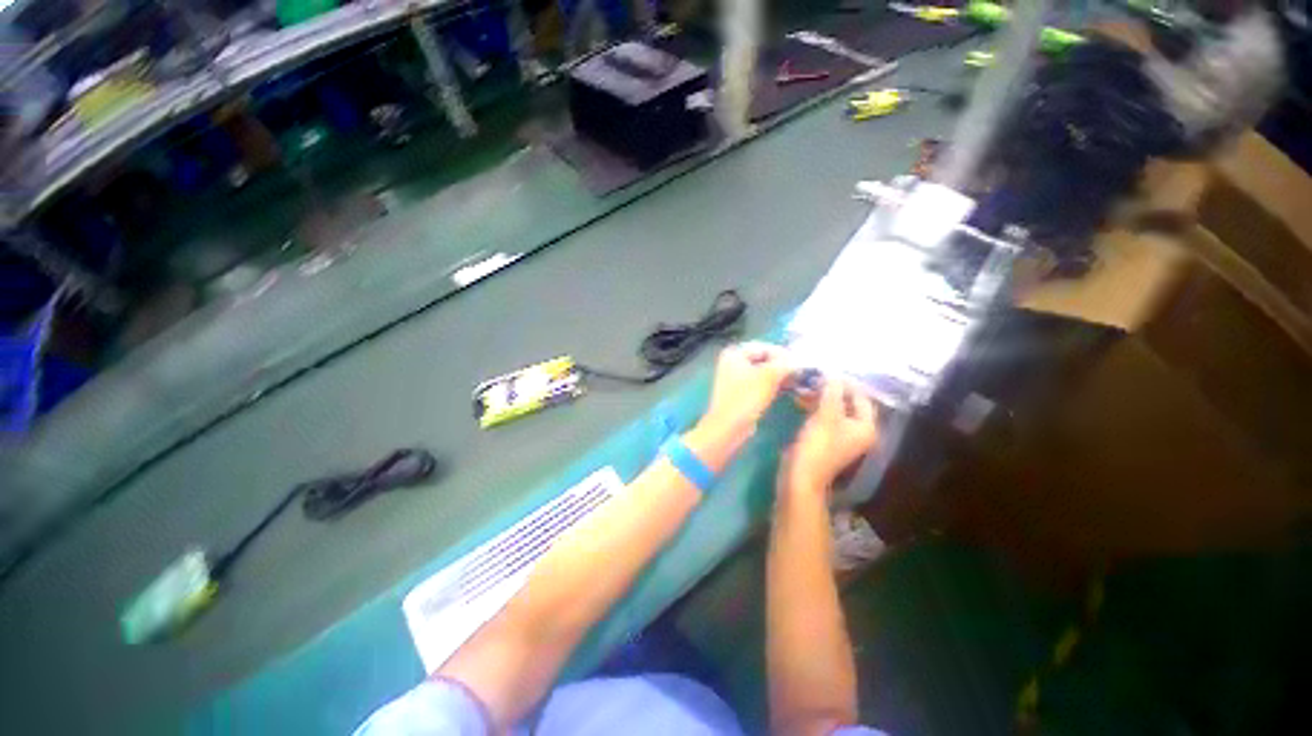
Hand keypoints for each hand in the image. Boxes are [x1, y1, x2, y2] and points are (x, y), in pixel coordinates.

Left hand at [700, 342, 792, 439]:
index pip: (765, 347)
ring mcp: (735, 377)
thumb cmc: (746, 398)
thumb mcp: (768, 377)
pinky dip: (771, 384)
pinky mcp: (739, 392)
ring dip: (779, 375)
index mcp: (734, 353)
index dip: (783, 354)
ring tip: (796, 381)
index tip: (800, 363)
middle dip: (781, 365)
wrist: (729, 426)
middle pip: (763, 358)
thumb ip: (784, 364)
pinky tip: (786, 389)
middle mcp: (732, 362)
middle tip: (800, 372)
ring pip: (762, 371)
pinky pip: (759, 383)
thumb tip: (797, 360)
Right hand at [784, 378, 879, 497]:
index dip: (846, 383)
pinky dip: (813, 407)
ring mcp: (840, 436)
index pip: (861, 397)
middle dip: (830, 389)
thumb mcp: (826, 414)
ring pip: (832, 408)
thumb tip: (834, 372)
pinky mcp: (825, 438)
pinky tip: (799, 399)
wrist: (800, 474)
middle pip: (847, 402)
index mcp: (865, 427)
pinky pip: (823, 416)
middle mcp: (857, 431)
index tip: (827, 370)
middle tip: (813, 378)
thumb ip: (832, 391)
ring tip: (803, 387)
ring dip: (819, 397)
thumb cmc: (818, 444)